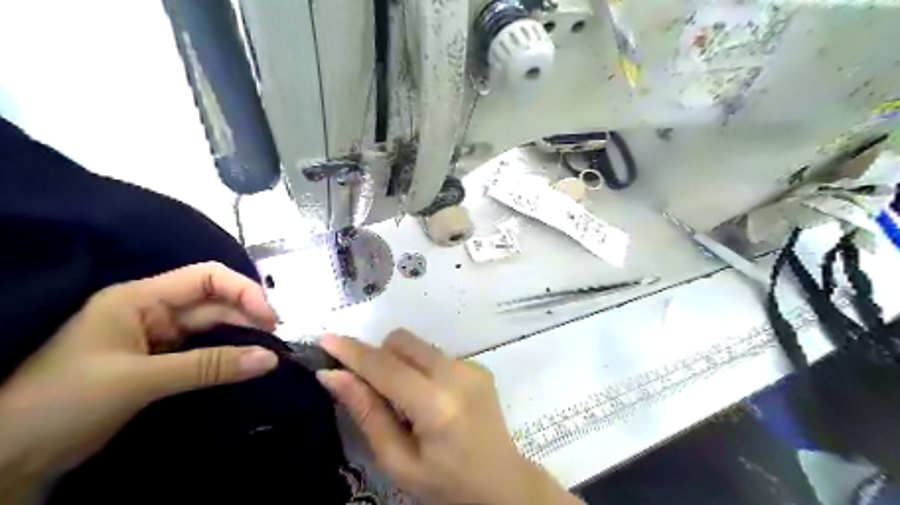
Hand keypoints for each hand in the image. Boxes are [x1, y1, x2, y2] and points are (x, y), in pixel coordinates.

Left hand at [0, 263, 280, 498]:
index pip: (207, 278)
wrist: (7, 459)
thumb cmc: (63, 402)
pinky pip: (205, 352)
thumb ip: (209, 366)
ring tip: (269, 355)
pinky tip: (246, 365)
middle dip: (248, 317)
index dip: (244, 291)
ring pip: (213, 328)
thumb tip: (271, 359)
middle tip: (277, 343)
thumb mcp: (139, 380)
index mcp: (140, 298)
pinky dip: (227, 357)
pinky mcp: (161, 363)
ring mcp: (157, 337)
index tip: (270, 318)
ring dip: (242, 338)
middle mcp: (153, 311)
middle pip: (215, 303)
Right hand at [315, 329, 582, 504]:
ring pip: (418, 345)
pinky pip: (436, 354)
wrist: (502, 483)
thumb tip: (332, 375)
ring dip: (400, 363)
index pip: (385, 367)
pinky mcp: (478, 365)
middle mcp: (457, 374)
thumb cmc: (445, 484)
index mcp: (437, 405)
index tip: (325, 339)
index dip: (352, 352)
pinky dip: (421, 368)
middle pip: (402, 341)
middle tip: (371, 389)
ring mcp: (472, 366)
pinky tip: (429, 399)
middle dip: (379, 356)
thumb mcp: (398, 462)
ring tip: (405, 401)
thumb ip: (367, 414)